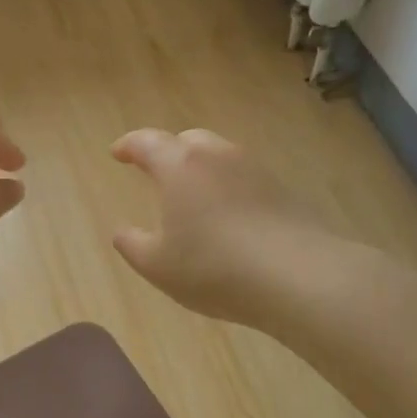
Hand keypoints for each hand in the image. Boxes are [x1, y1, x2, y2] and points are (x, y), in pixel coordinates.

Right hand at [110, 128, 335, 325]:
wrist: (299, 277)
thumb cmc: (214, 268)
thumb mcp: (158, 266)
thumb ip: (133, 245)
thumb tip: (122, 232)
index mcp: (180, 166)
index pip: (147, 142)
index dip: (128, 145)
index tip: (117, 153)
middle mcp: (218, 156)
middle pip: (188, 141)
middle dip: (168, 152)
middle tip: (157, 172)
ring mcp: (255, 170)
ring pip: (220, 157)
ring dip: (202, 170)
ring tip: (194, 198)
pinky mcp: (283, 190)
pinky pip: (245, 179)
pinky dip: (229, 189)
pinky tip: (229, 218)